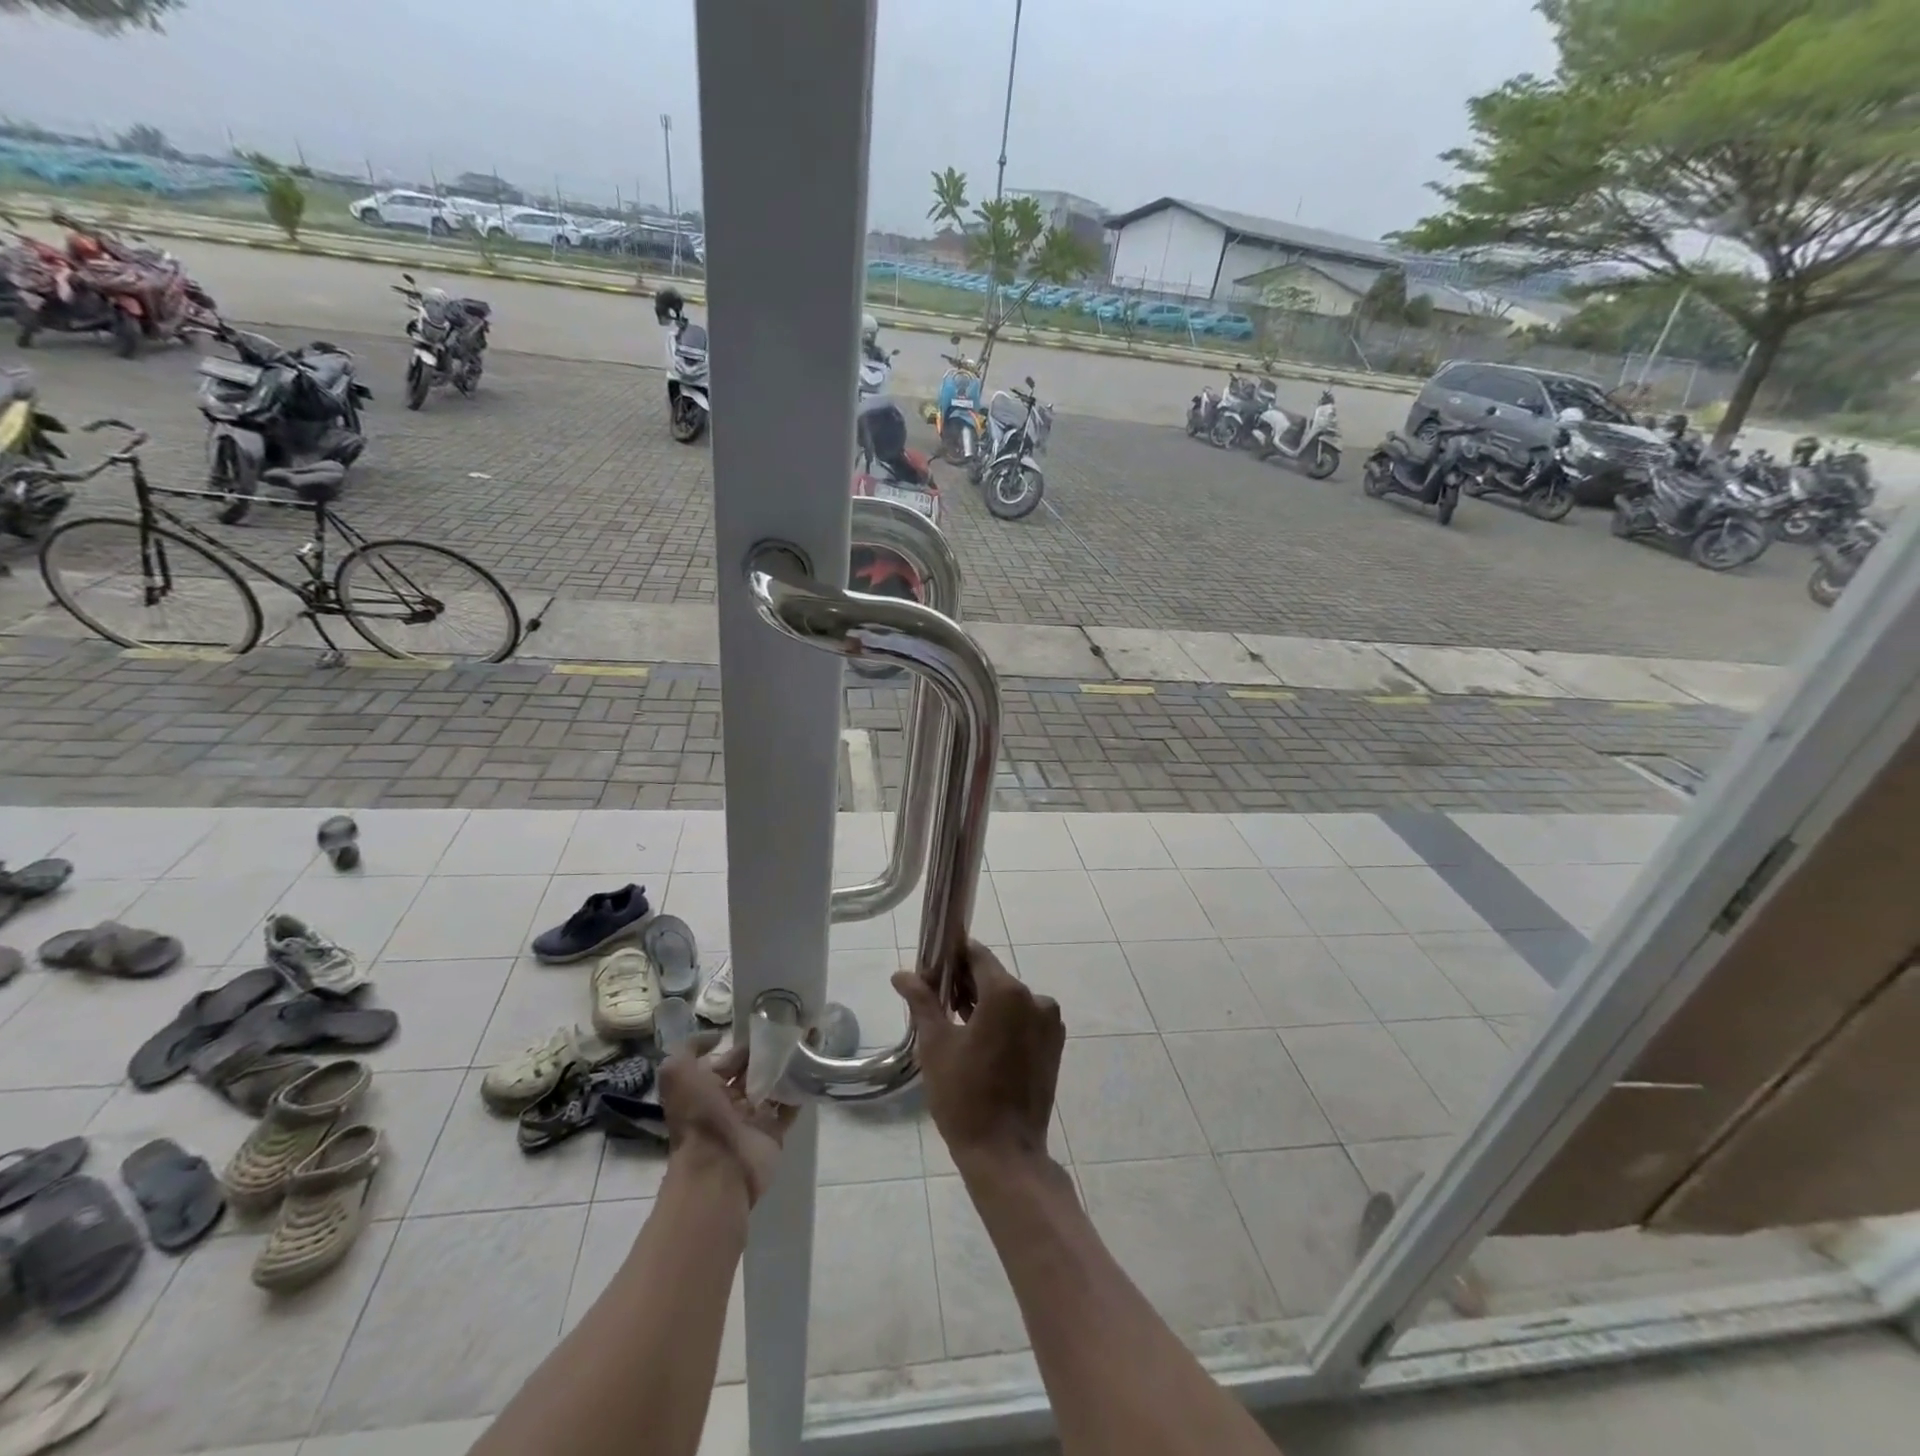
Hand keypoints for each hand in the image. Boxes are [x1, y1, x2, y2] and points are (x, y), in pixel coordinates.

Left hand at [657, 1036, 794, 1206]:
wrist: (717, 1169)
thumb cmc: (698, 1118)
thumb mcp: (677, 1075)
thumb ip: (689, 1049)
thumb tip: (715, 1037)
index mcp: (707, 1090)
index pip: (729, 1060)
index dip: (744, 1044)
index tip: (768, 1024)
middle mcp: (729, 1103)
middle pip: (753, 1072)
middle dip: (770, 1053)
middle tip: (793, 1031)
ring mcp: (753, 1119)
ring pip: (773, 1086)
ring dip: (788, 1068)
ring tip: (808, 1044)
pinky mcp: (774, 1132)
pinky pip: (790, 1107)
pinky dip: (801, 1090)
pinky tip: (813, 1068)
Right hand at [893, 942, 1063, 1174]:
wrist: (1005, 1153)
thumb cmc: (965, 1096)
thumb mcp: (936, 1045)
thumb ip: (922, 1002)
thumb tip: (902, 974)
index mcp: (1007, 993)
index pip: (977, 955)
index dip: (952, 957)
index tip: (930, 968)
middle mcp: (1035, 999)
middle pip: (994, 977)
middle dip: (965, 983)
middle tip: (935, 998)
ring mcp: (1049, 1023)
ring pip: (1009, 999)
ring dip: (984, 1003)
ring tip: (953, 1021)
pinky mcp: (1054, 1045)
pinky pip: (1023, 1019)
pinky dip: (1003, 1021)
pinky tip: (979, 1041)